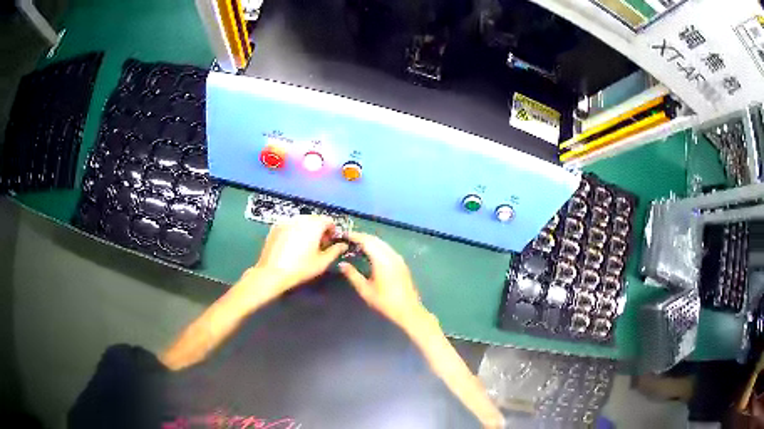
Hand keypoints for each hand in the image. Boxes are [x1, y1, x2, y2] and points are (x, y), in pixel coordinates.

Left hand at [241, 215, 347, 299]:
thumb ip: (335, 251)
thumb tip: (343, 245)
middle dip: (319, 229)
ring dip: (307, 229)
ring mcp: (286, 221)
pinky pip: (290, 225)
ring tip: (305, 246)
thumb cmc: (301, 268)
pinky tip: (292, 246)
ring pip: (301, 221)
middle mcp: (300, 219)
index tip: (330, 242)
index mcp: (313, 225)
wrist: (272, 273)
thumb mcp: (322, 262)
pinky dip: (294, 231)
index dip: (332, 231)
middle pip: (314, 219)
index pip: (328, 220)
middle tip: (319, 245)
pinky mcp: (275, 227)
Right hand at [338, 232, 425, 326]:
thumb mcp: (365, 290)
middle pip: (375, 239)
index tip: (344, 235)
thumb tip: (342, 264)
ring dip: (370, 241)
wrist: (408, 310)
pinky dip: (377, 246)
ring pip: (382, 243)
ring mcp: (398, 258)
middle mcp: (391, 255)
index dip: (355, 236)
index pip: (366, 241)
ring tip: (357, 245)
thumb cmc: (385, 301)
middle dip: (361, 237)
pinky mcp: (401, 263)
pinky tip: (370, 253)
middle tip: (348, 239)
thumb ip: (352, 275)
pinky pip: (387, 248)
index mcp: (382, 260)